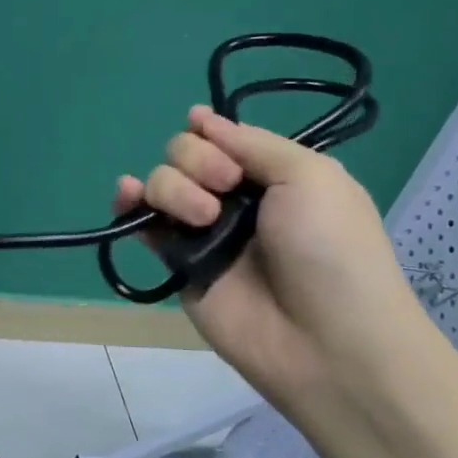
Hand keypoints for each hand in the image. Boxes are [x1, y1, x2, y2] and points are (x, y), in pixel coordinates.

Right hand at [114, 106, 426, 418]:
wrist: (326, 339)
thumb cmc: (331, 249)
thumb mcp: (311, 175)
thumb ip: (252, 143)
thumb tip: (201, 118)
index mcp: (273, 175)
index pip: (222, 138)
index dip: (208, 131)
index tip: (204, 129)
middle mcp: (235, 200)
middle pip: (185, 155)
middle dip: (196, 161)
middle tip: (226, 187)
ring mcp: (203, 233)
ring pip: (161, 185)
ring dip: (172, 188)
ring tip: (204, 217)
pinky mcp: (178, 265)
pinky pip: (144, 227)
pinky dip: (128, 205)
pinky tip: (127, 195)